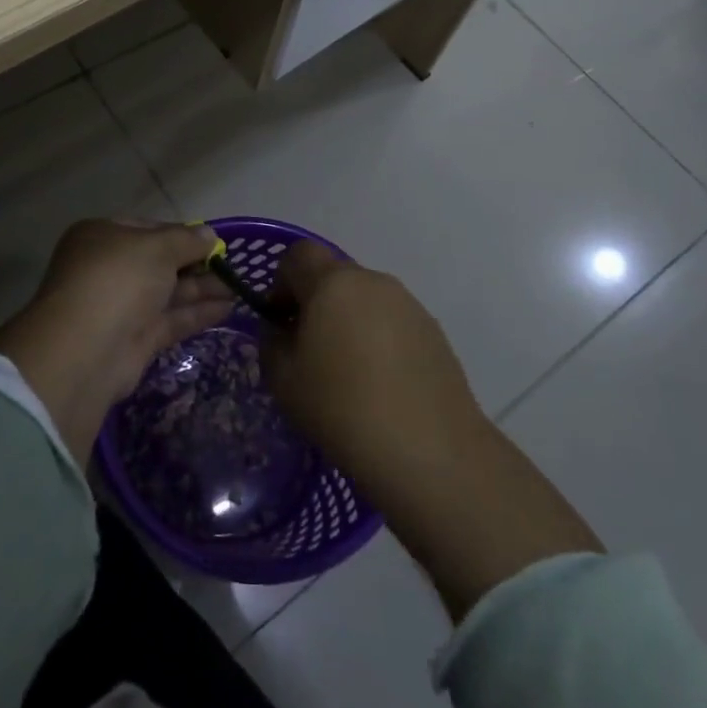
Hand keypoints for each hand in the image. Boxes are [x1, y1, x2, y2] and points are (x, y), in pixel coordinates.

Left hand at [0, 219, 234, 464]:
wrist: (87, 351)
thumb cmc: (118, 280)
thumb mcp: (157, 247)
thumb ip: (186, 240)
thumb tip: (210, 235)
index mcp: (102, 236)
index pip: (147, 228)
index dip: (180, 233)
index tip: (212, 240)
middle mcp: (108, 268)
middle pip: (158, 262)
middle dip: (194, 263)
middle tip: (231, 266)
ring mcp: (120, 306)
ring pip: (167, 292)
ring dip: (201, 288)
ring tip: (239, 287)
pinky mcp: (134, 340)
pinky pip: (170, 319)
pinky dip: (196, 313)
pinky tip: (228, 308)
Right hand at [263, 241, 601, 617]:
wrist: (431, 452)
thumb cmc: (343, 409)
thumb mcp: (283, 380)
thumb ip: (272, 343)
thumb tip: (282, 330)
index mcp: (333, 282)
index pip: (298, 255)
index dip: (280, 282)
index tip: (280, 322)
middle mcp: (373, 281)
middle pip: (333, 275)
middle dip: (316, 303)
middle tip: (309, 351)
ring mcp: (408, 305)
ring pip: (364, 299)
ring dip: (348, 321)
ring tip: (347, 374)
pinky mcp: (433, 332)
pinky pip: (391, 322)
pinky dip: (378, 340)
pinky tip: (380, 386)